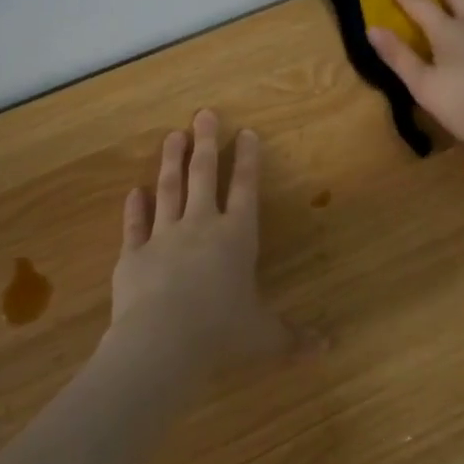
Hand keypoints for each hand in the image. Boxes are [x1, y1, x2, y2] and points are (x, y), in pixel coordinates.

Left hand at [107, 110, 310, 377]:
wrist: (162, 342)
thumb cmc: (221, 333)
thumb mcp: (265, 337)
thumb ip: (293, 338)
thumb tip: (329, 350)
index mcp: (237, 238)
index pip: (245, 189)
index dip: (247, 160)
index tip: (246, 131)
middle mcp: (201, 227)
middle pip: (203, 176)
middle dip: (206, 143)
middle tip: (203, 113)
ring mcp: (163, 237)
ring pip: (168, 190)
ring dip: (171, 161)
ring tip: (173, 135)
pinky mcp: (133, 255)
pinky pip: (135, 225)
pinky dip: (134, 207)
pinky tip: (133, 191)